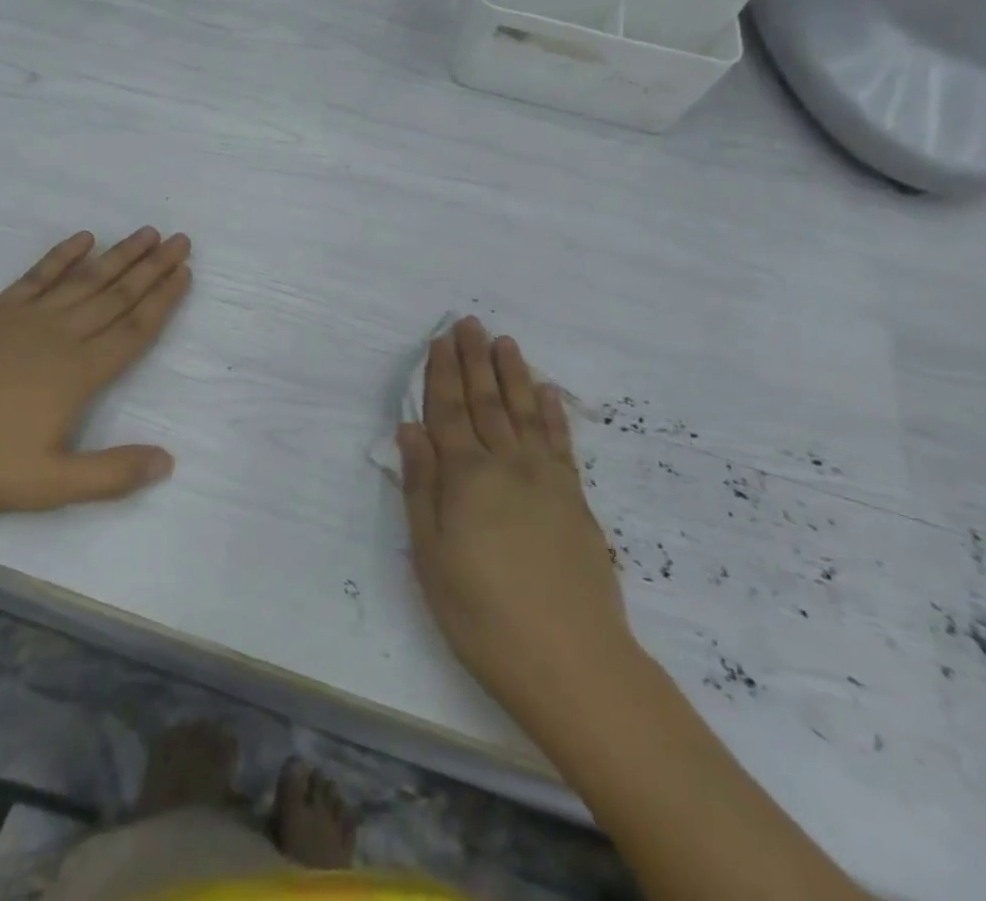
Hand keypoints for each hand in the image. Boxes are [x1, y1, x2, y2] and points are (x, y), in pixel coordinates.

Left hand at [0, 227, 191, 516]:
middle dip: (152, 268)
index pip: (134, 329)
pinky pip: (38, 275)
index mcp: (80, 373)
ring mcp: (26, 318)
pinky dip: (63, 255)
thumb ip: (112, 472)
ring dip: (119, 255)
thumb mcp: (51, 484)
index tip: (185, 273)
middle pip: (117, 295)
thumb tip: (168, 461)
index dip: (162, 300)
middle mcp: (61, 336)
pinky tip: (83, 239)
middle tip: (180, 240)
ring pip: (85, 279)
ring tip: (146, 234)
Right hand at [399, 316, 633, 709]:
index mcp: (466, 477)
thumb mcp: (432, 557)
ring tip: (504, 341)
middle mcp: (506, 465)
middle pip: (486, 401)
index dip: (442, 373)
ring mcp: (546, 479)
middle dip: (474, 359)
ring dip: (512, 374)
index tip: (440, 339)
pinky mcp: (575, 500)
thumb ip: (421, 488)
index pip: (448, 411)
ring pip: (524, 411)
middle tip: (469, 322)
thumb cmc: (484, 615)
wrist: (573, 663)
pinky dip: (552, 412)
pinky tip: (547, 392)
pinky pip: (561, 442)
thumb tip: (410, 429)